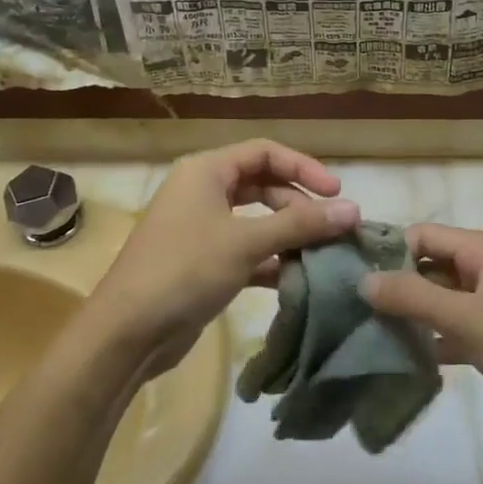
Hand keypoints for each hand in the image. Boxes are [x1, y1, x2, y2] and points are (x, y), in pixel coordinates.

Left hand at [84, 140, 358, 378]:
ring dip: (289, 235)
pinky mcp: (205, 264)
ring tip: (323, 254)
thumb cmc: (185, 270)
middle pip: (263, 185)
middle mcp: (203, 192)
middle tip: (331, 228)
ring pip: (257, 221)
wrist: (128, 331)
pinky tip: (299, 278)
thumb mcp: (246, 242)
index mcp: (206, 171)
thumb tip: (354, 210)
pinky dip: (272, 260)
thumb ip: (301, 224)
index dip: (303, 167)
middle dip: (298, 204)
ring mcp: (202, 229)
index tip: (336, 193)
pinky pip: (248, 251)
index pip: (265, 152)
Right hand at [361, 224, 482, 457]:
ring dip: (411, 314)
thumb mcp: (467, 318)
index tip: (350, 275)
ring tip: (367, 331)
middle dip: (395, 284)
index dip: (389, 251)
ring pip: (441, 300)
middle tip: (352, 308)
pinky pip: (455, 329)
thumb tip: (363, 280)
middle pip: (431, 266)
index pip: (424, 235)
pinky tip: (403, 358)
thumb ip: (413, 297)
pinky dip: (432, 339)